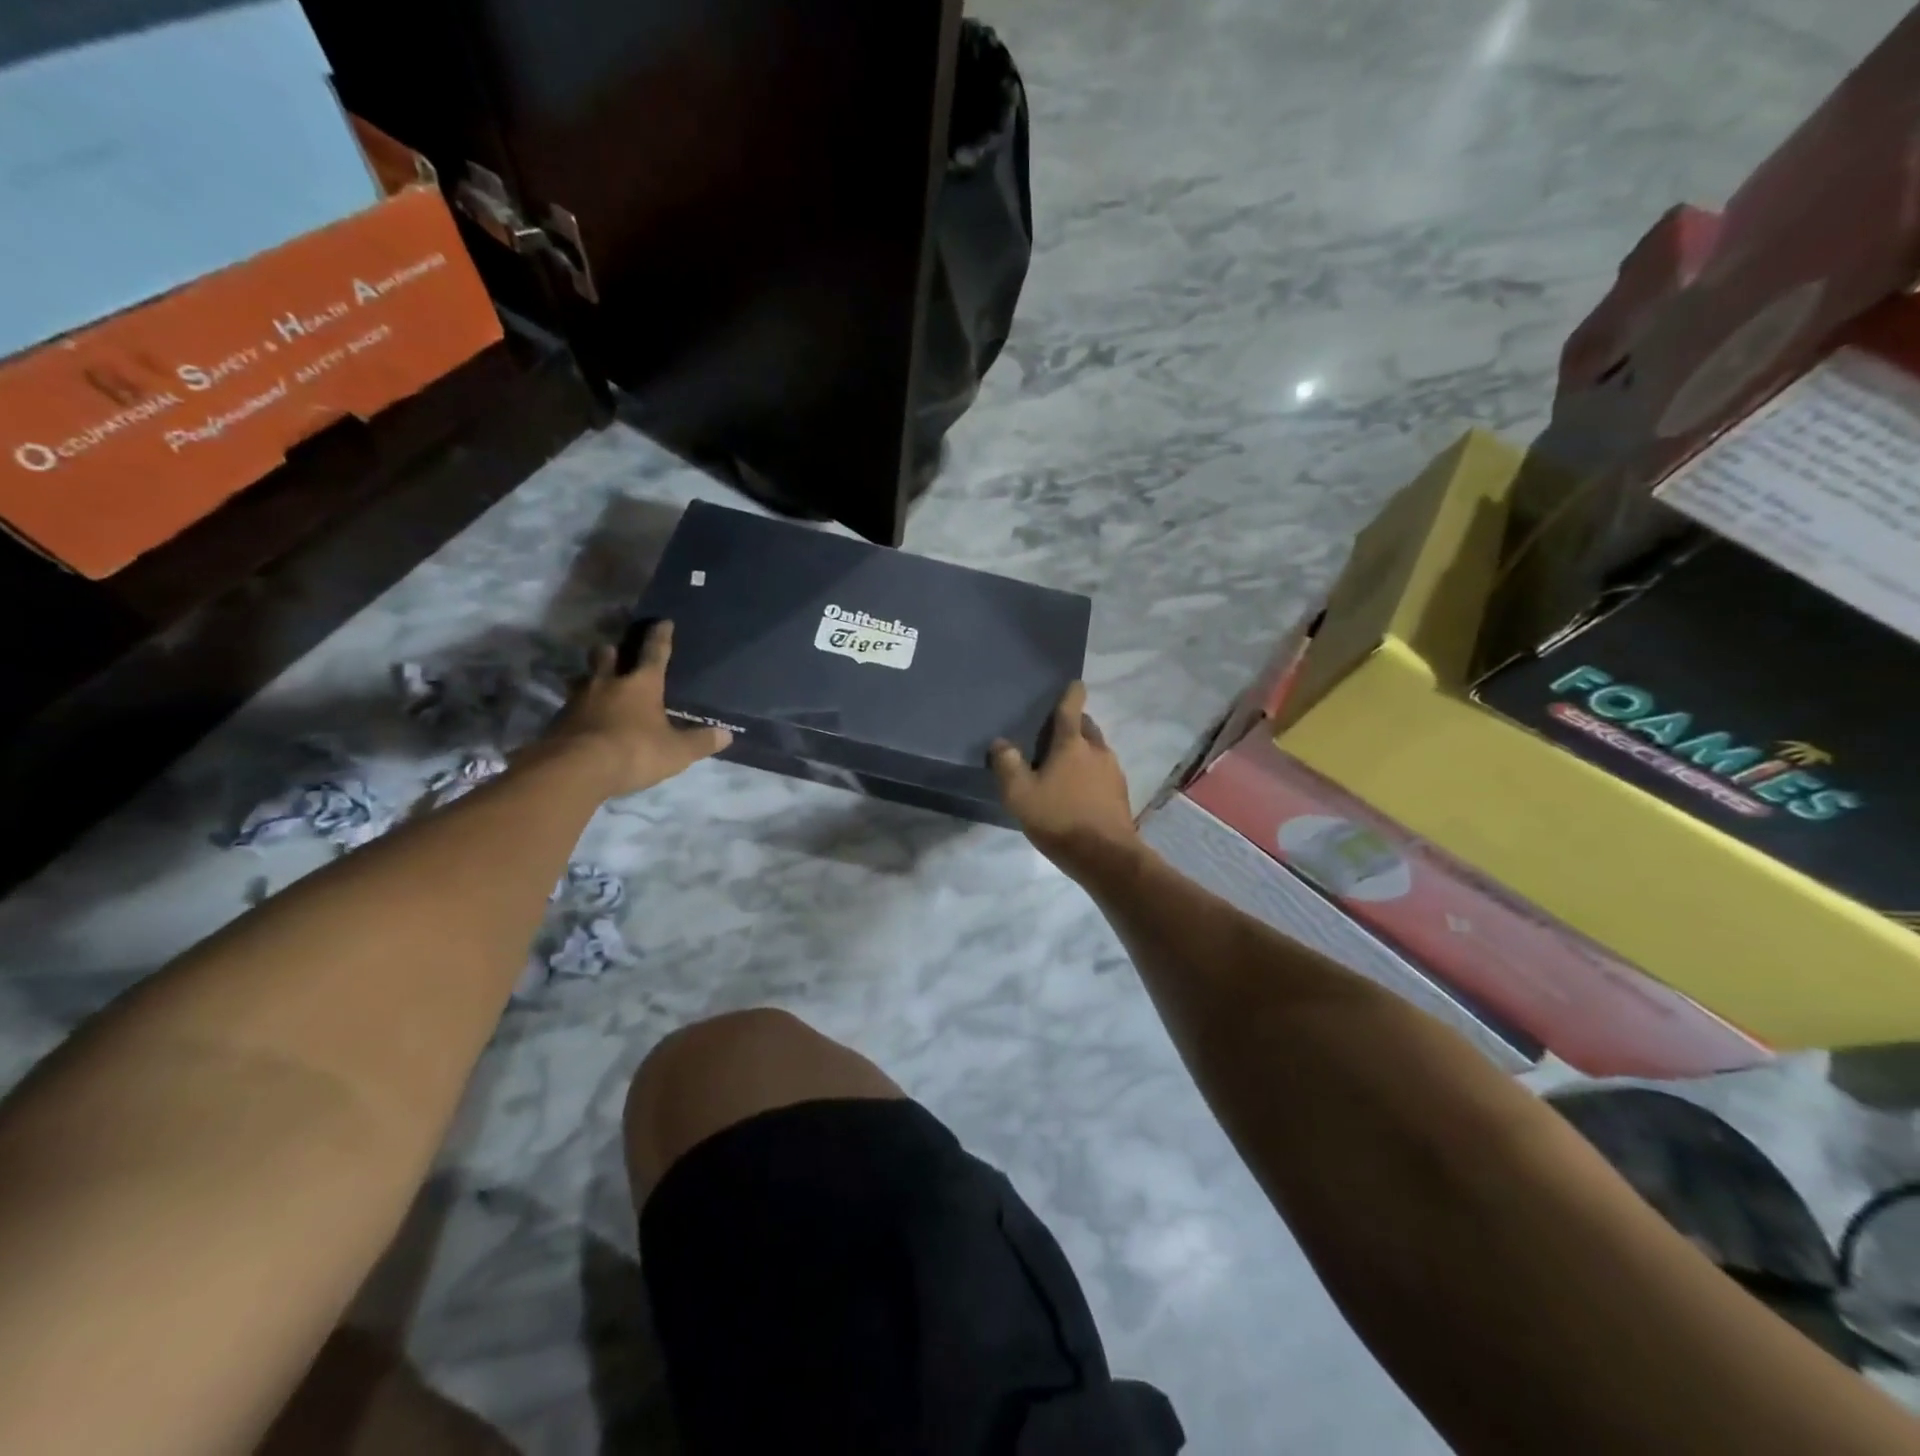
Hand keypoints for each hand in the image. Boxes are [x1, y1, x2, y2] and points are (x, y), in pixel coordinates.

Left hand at [541, 622, 731, 797]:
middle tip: (616, 655)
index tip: (662, 621)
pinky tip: (584, 722)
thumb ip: (700, 742)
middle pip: (606, 654)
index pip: (654, 652)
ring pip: (582, 678)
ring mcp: (578, 700)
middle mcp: (608, 683)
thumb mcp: (676, 752)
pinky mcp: (558, 721)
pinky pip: (570, 707)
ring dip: (590, 679)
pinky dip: (578, 711)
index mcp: (641, 684)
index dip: (660, 636)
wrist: (576, 770)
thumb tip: (726, 735)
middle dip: (612, 651)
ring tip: (598, 688)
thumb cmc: (634, 751)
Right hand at [991, 683, 1140, 879]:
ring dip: (1083, 749)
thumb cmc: (1059, 819)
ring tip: (1064, 763)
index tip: (1074, 683)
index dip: (1071, 694)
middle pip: (1087, 727)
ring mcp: (1113, 772)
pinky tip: (1079, 788)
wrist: (1105, 856)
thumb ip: (1007, 765)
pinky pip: (1103, 771)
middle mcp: (1097, 751)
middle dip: (1074, 723)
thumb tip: (1000, 743)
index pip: (1071, 709)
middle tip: (1056, 731)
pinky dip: (1091, 771)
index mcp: (1072, 745)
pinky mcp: (1120, 793)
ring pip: (1097, 749)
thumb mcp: (1020, 795)